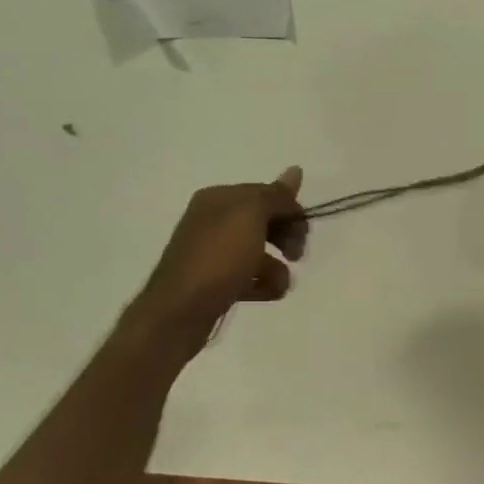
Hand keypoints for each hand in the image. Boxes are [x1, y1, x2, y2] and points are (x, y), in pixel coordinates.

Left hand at [133, 167, 308, 346]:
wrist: (178, 313)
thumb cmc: (218, 258)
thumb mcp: (251, 216)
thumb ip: (276, 195)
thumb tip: (295, 169)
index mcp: (219, 198)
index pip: (266, 194)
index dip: (290, 210)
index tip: (304, 232)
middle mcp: (213, 220)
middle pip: (264, 221)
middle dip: (286, 237)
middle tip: (296, 255)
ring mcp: (212, 253)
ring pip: (259, 251)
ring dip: (277, 267)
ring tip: (279, 284)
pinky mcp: (214, 282)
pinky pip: (248, 276)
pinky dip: (262, 284)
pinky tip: (265, 294)